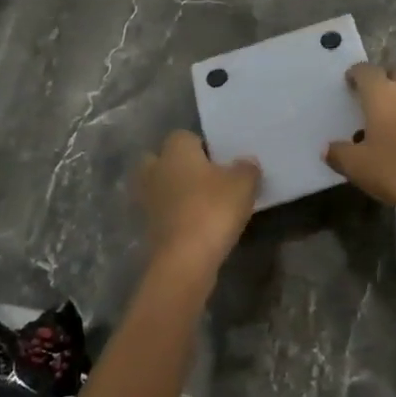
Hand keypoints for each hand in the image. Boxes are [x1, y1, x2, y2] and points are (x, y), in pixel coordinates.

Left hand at [137, 131, 260, 274]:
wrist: (185, 260)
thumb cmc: (213, 210)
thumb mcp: (244, 184)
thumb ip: (247, 168)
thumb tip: (245, 162)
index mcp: (176, 151)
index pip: (184, 136)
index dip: (202, 145)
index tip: (221, 159)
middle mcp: (155, 170)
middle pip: (162, 159)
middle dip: (180, 165)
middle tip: (207, 177)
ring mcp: (148, 200)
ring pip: (161, 186)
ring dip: (176, 191)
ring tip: (204, 202)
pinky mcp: (148, 227)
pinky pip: (163, 211)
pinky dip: (176, 214)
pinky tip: (198, 223)